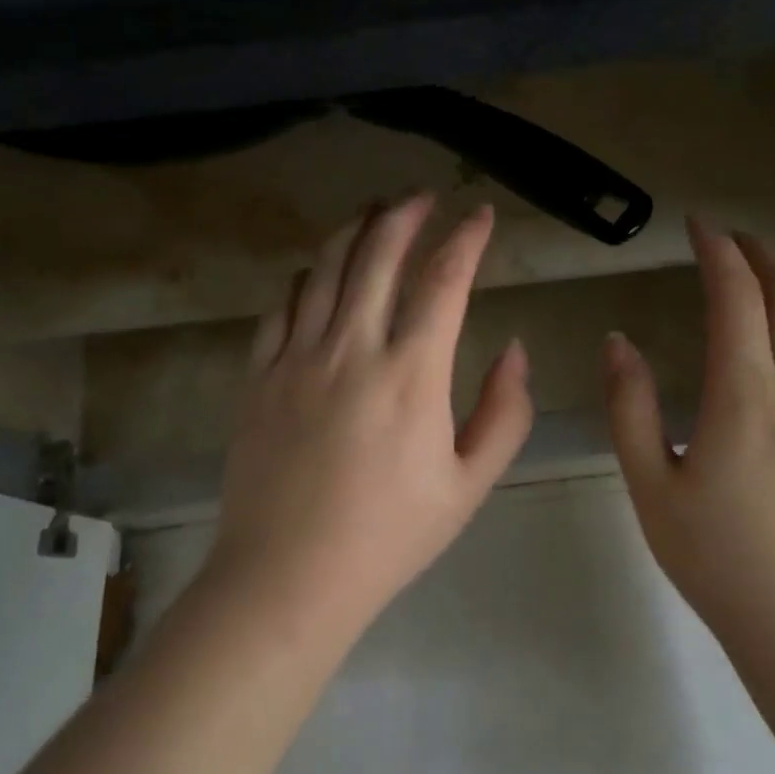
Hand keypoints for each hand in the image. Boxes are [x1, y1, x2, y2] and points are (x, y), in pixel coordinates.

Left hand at [208, 194, 533, 622]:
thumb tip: (515, 351)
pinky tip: (319, 274)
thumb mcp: (469, 484)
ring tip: (373, 213)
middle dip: (405, 213)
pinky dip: (308, 278)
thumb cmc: (389, 536)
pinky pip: (283, 306)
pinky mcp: (259, 375)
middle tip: (423, 197)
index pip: (444, 279)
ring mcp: (297, 357)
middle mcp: (352, 347)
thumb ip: (504, 412)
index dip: (466, 238)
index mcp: (412, 373)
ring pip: (326, 267)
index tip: (480, 215)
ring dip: (354, 230)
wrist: (289, 576)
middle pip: (378, 252)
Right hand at [603, 217, 774, 655]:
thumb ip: (630, 407)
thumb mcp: (651, 487)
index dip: (716, 250)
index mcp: (746, 395)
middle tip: (731, 237)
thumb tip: (618, 341)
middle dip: (762, 252)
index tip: (696, 225)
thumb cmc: (719, 561)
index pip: (736, 296)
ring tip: (770, 268)